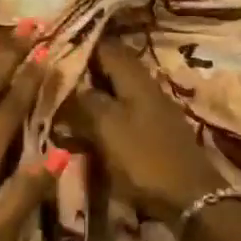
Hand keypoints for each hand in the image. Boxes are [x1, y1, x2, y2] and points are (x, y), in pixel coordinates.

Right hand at [59, 38, 224, 224]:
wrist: (189, 197)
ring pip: (115, 90)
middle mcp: (145, 86)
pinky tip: (85, 125)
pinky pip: (121, 112)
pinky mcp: (153, 130)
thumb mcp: (108, 128)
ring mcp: (152, 108)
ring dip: (91, 93)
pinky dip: (102, 113)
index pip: (105, 46)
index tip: (52, 46)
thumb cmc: (145, 159)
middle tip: (50, 76)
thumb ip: (85, 102)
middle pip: (110, 67)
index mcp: (135, 78)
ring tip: (61, 100)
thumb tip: (65, 82)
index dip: (79, 43)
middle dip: (82, 69)